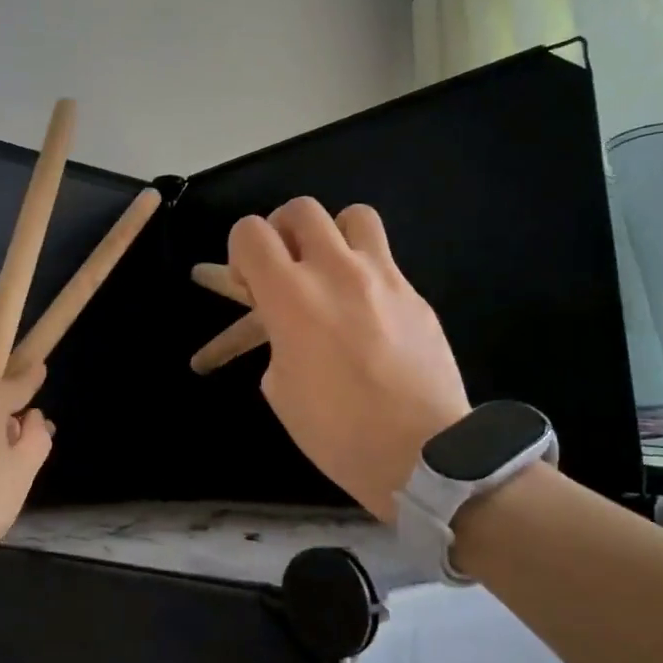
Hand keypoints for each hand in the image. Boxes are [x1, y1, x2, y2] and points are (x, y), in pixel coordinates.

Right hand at [228, 199, 468, 522]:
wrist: (423, 453)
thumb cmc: (336, 431)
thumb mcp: (280, 388)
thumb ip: (276, 339)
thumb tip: (287, 325)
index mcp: (290, 297)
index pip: (250, 232)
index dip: (240, 249)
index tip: (246, 281)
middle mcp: (334, 271)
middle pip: (300, 209)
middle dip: (283, 231)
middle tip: (284, 266)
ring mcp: (382, 277)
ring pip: (353, 216)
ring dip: (333, 235)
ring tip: (330, 268)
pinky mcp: (414, 293)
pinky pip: (384, 258)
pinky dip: (365, 270)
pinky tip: (366, 310)